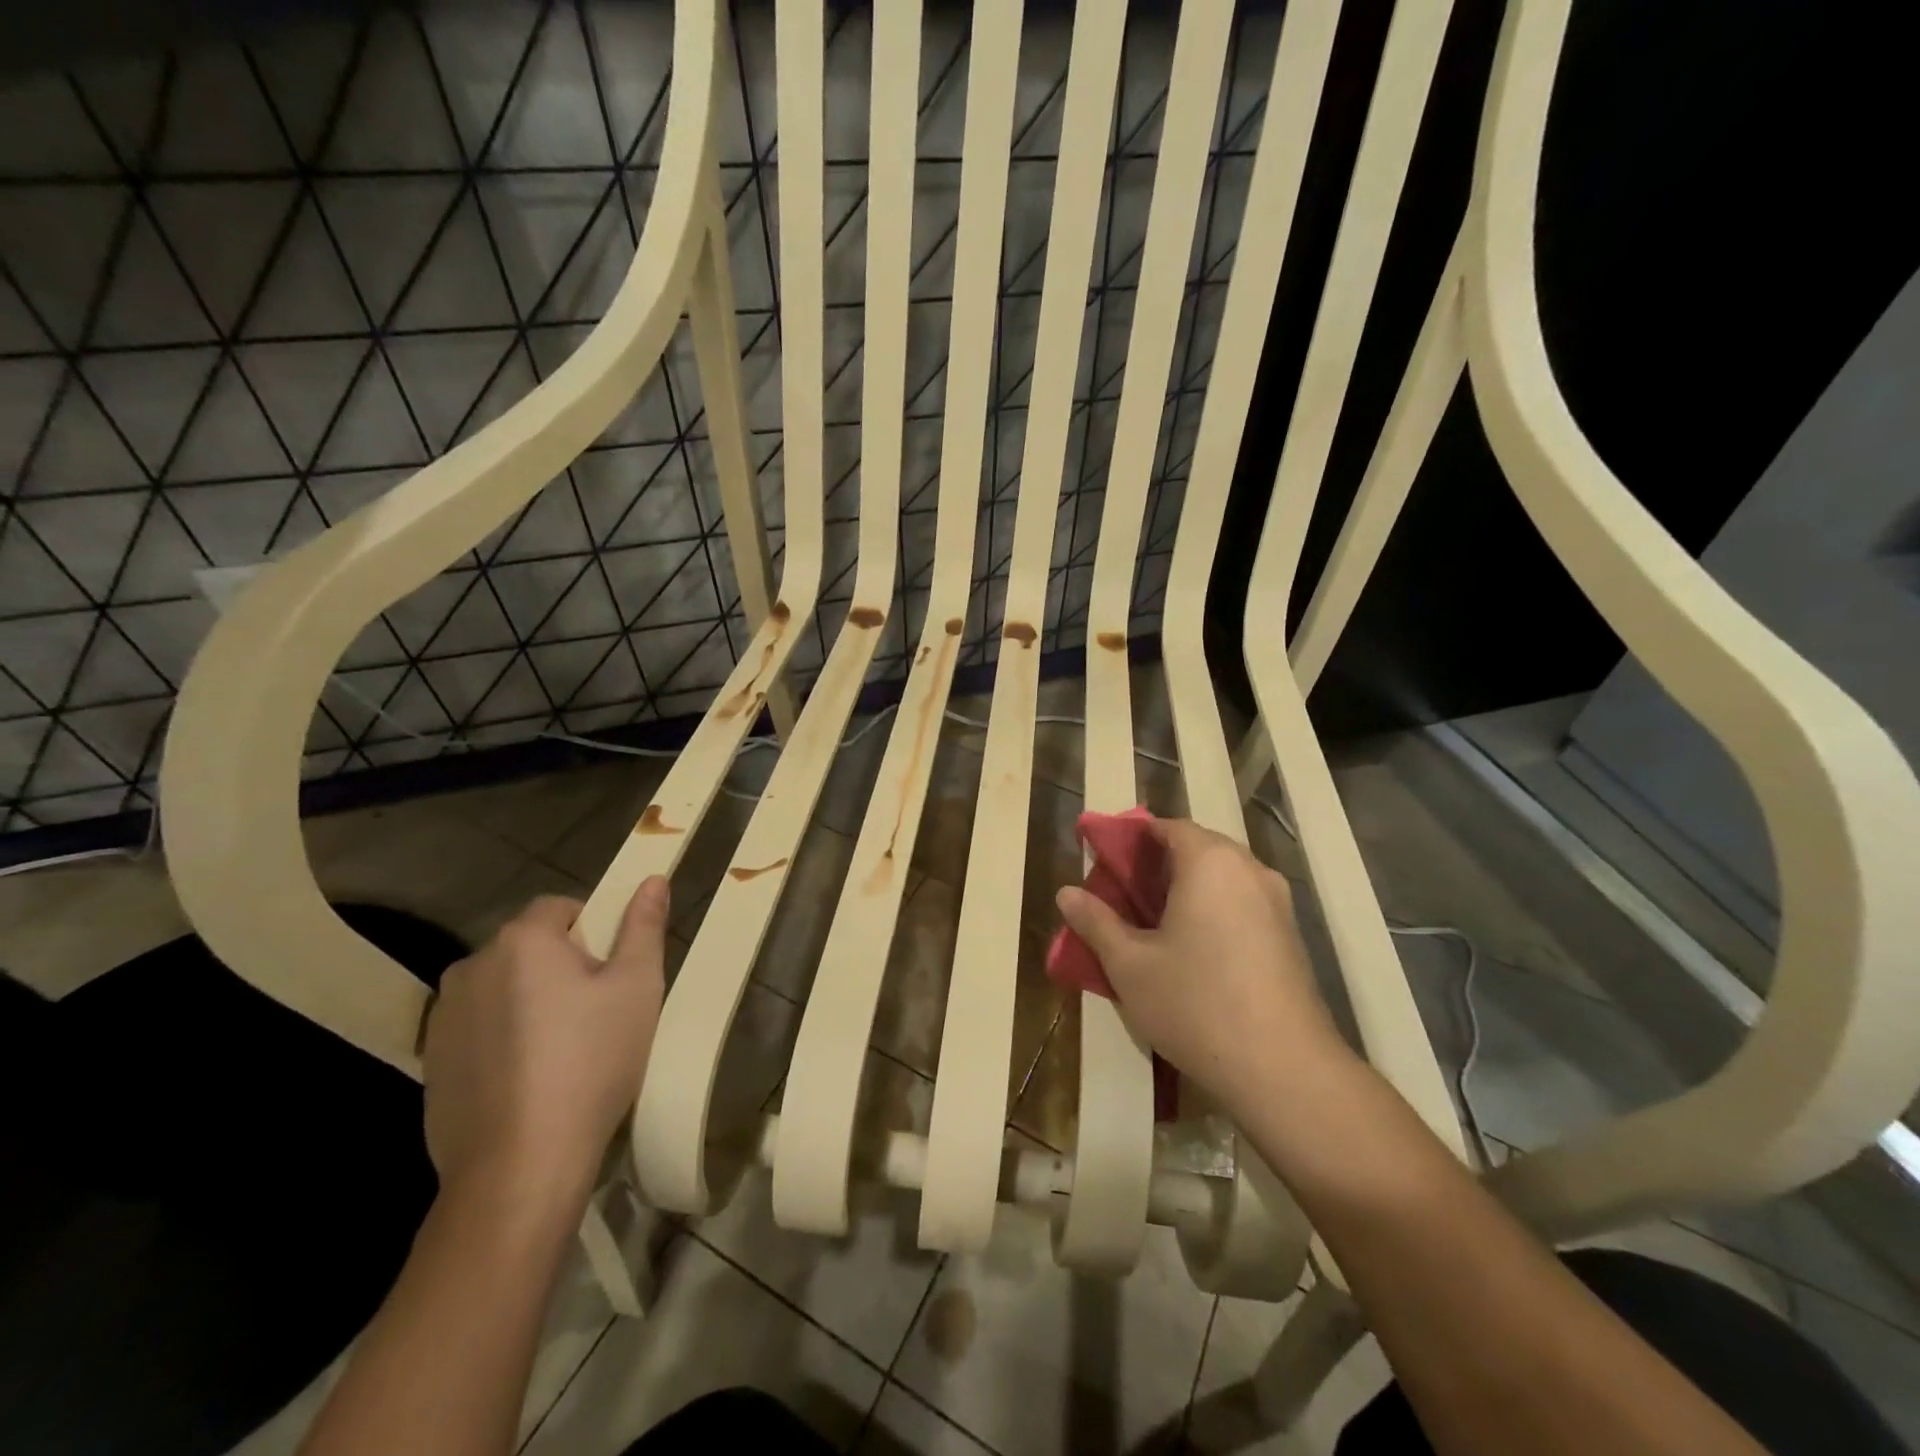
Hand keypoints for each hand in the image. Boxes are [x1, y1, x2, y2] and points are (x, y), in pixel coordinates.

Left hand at [422, 879, 669, 1204]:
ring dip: (530, 1000)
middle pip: (529, 947)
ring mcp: (443, 1017)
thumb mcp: (637, 987)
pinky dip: (504, 1038)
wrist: (520, 1165)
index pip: (560, 907)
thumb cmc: (591, 1062)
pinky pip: (479, 1028)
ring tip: (562, 1049)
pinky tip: (529, 1078)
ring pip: (503, 987)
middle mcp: (472, 966)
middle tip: (597, 1012)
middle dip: (562, 966)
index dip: (593, 930)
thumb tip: (653, 879)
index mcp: (522, 941)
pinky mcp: (431, 1062)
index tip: (612, 972)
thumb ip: (643, 927)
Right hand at [1054, 819, 1350, 1116]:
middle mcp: (1249, 870)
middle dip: (1160, 863)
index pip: (1169, 827)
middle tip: (1125, 893)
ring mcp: (1277, 903)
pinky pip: (1243, 902)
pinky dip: (1215, 908)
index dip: (1134, 837)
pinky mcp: (1291, 936)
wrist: (1284, 1070)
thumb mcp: (1130, 965)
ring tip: (1155, 921)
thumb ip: (1096, 922)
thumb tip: (1066, 893)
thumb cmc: (1196, 1004)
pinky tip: (1194, 948)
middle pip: (1199, 847)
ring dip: (1189, 887)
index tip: (1106, 860)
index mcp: (1210, 862)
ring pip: (1224, 876)